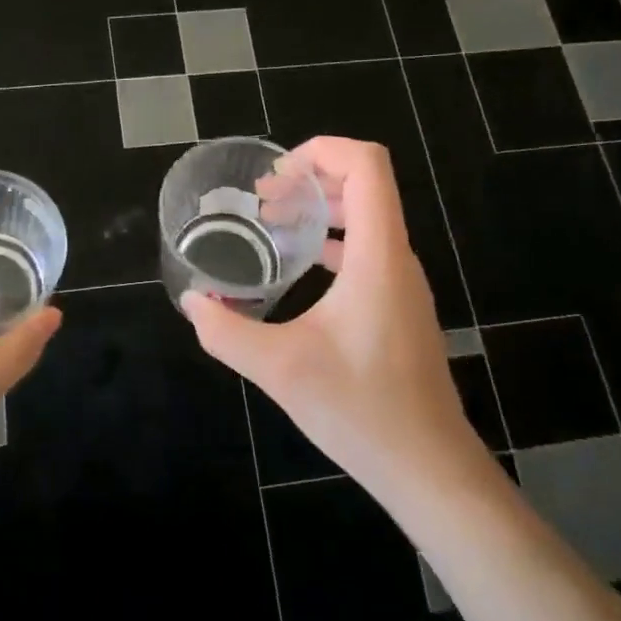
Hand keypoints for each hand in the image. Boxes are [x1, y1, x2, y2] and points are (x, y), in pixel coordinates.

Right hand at [181, 138, 490, 512]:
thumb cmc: (361, 410)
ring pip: (368, 217)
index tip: (277, 174)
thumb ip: (226, 331)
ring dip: (321, 208)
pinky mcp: (400, 307)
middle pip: (366, 185)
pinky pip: (368, 250)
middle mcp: (397, 258)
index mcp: (377, 256)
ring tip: (273, 222)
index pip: (368, 166)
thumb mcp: (280, 369)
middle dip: (312, 177)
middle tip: (264, 199)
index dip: (323, 151)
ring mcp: (403, 284)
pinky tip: (298, 266)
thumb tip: (191, 302)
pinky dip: (332, 240)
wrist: (429, 469)